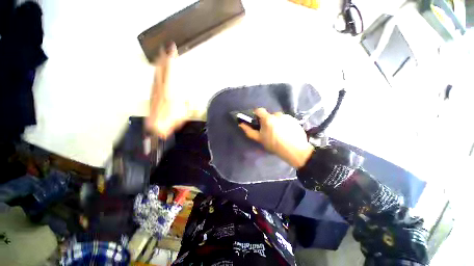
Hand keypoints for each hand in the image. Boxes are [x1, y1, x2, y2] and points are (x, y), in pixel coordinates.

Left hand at [146, 42, 189, 137]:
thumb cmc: (172, 119)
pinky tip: (158, 72)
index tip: (172, 49)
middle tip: (165, 49)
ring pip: (157, 73)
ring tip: (161, 56)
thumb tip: (189, 97)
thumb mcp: (185, 111)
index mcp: (170, 89)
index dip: (171, 59)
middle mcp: (161, 87)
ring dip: (160, 64)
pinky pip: (155, 79)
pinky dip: (157, 73)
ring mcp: (155, 89)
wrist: (157, 125)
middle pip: (161, 69)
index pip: (170, 70)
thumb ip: (188, 102)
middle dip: (163, 58)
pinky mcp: (152, 93)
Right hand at [239, 108, 313, 167]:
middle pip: (269, 115)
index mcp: (268, 119)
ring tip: (279, 132)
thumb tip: (241, 124)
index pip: (259, 110)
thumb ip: (249, 131)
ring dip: (276, 122)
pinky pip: (285, 119)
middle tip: (269, 131)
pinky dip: (284, 123)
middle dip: (267, 121)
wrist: (295, 150)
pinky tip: (286, 132)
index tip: (257, 121)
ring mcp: (286, 116)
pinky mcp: (294, 119)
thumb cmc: (274, 145)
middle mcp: (277, 114)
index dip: (256, 114)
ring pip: (278, 117)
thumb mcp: (260, 139)